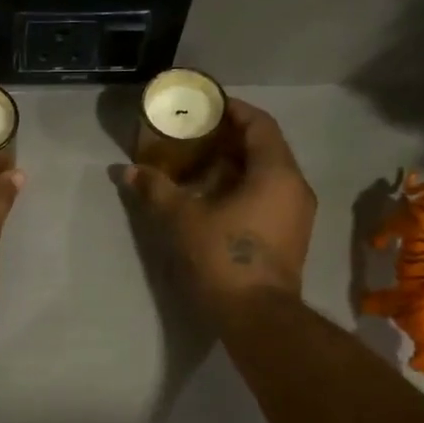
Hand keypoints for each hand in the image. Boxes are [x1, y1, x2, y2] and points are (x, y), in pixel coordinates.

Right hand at [117, 97, 315, 311]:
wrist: (257, 316)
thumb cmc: (223, 257)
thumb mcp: (182, 219)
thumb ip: (156, 190)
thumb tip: (126, 171)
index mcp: (276, 172)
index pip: (259, 124)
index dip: (233, 110)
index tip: (207, 106)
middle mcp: (295, 187)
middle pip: (265, 148)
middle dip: (230, 139)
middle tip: (195, 136)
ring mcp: (297, 214)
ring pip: (267, 175)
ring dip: (236, 166)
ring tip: (200, 166)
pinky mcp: (291, 237)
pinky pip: (269, 197)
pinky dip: (244, 189)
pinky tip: (214, 199)